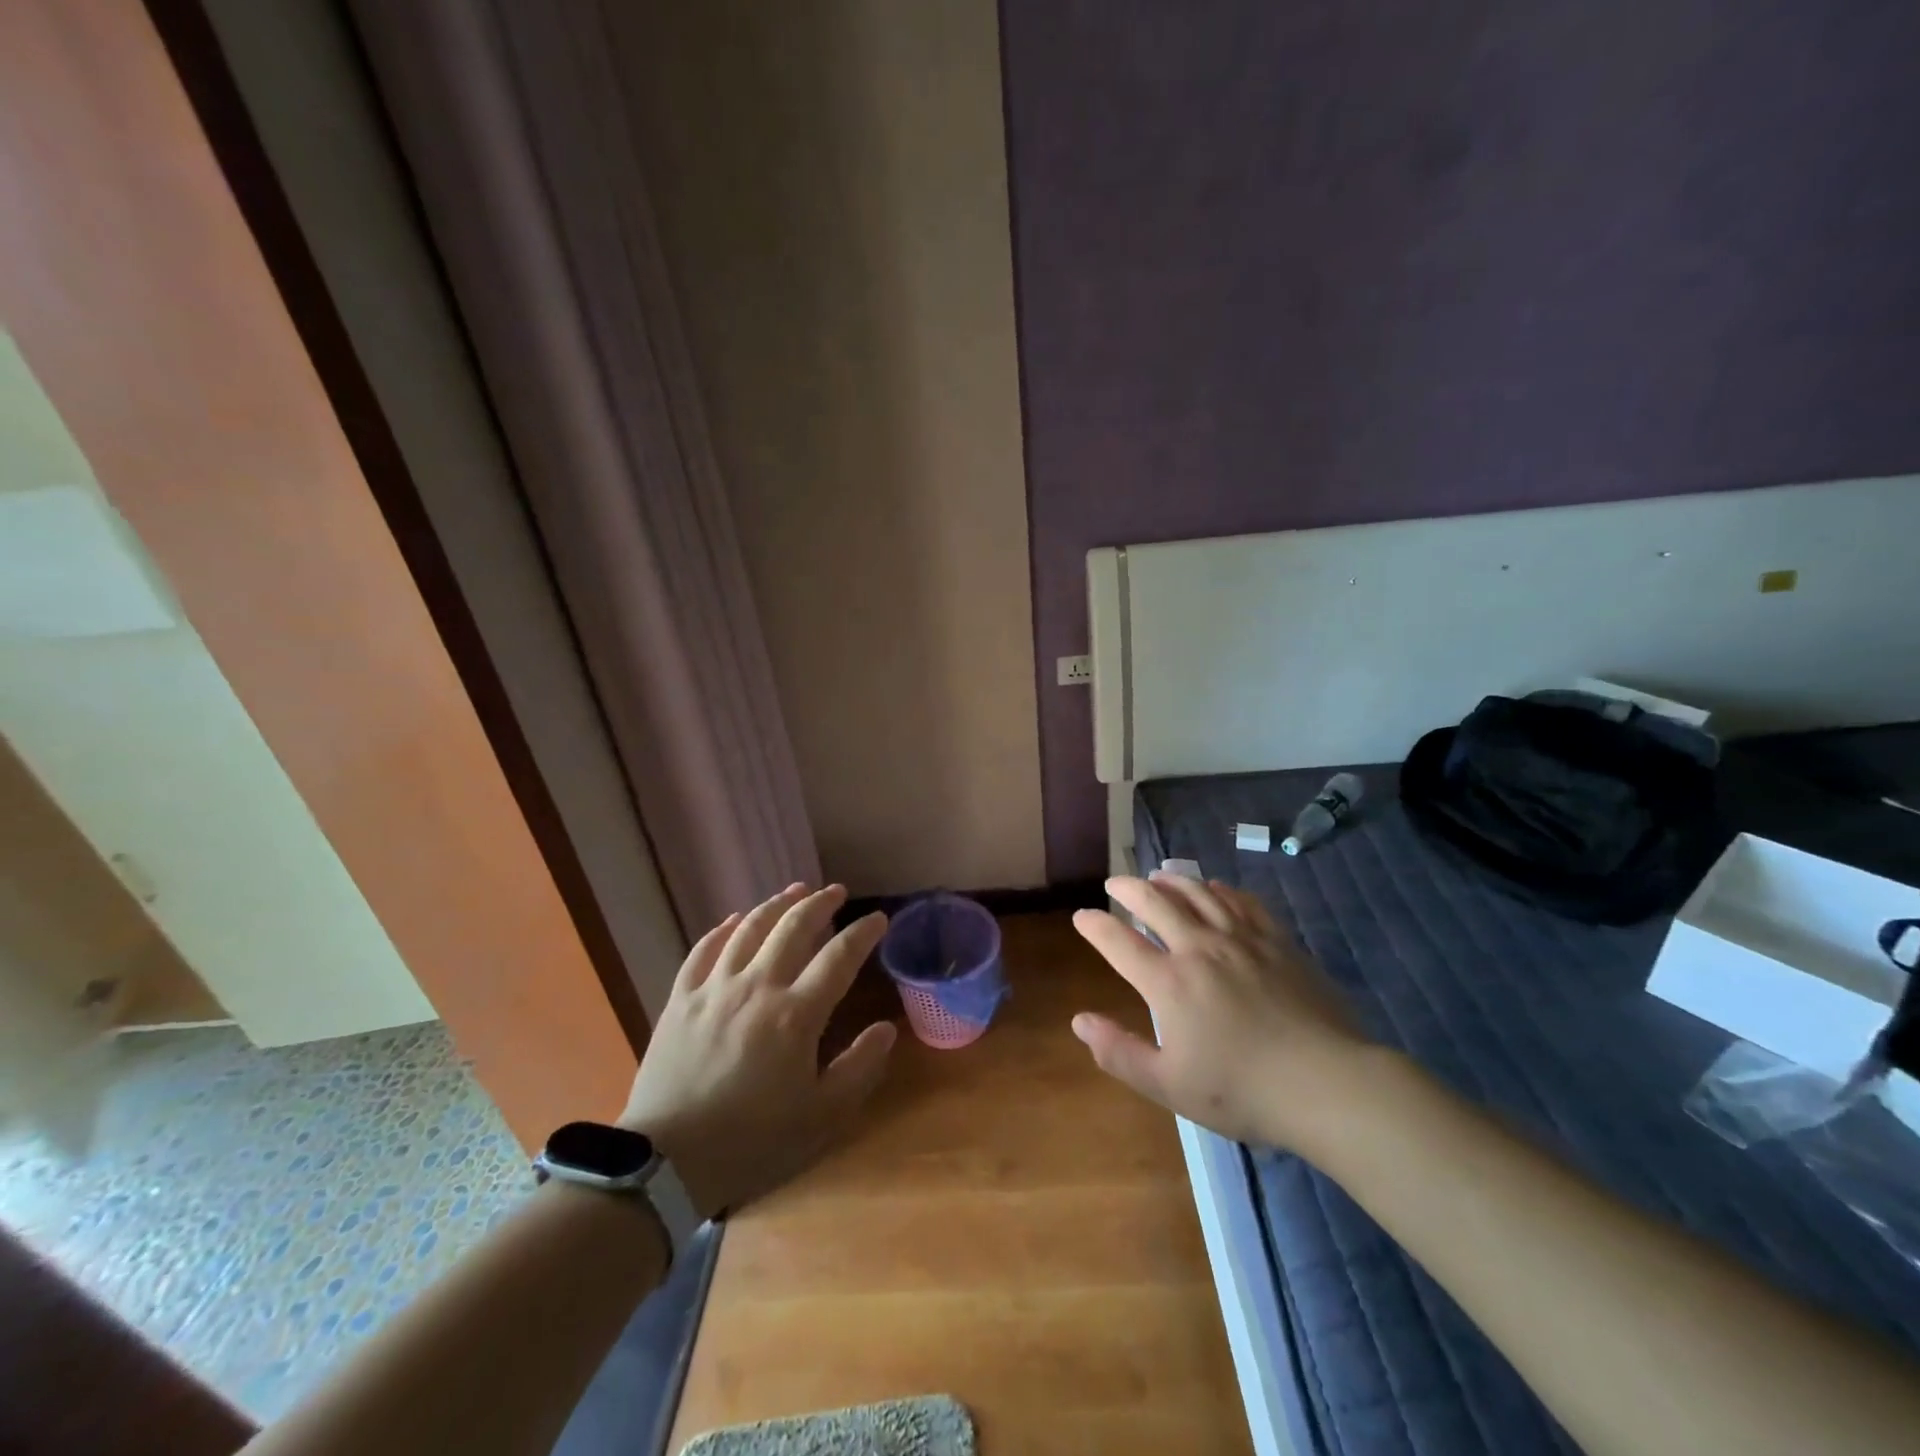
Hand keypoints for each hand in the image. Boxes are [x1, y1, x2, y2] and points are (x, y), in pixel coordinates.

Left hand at [620, 883, 896, 1217]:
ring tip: (794, 891)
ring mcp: (714, 988)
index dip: (863, 933)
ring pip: (749, 928)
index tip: (878, 918)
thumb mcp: (821, 1116)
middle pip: (793, 928)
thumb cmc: (752, 1141)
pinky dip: (723, 929)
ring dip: (776, 905)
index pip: (840, 957)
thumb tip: (886, 1028)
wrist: (666, 1163)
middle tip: (836, 892)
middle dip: (820, 904)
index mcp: (796, 1014)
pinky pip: (704, 950)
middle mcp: (757, 986)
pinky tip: (733, 921)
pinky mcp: (680, 999)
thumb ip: (859, 1068)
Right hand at [1070, 872, 1370, 1151]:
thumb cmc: (1242, 1091)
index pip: (1120, 942)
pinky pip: (1241, 901)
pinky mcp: (1276, 940)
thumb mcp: (1169, 1085)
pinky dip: (1220, 889)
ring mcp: (1241, 939)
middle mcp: (1199, 948)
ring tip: (1158, 876)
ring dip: (1171, 880)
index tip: (1082, 916)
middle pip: (1155, 903)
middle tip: (1114, 883)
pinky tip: (1215, 888)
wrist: (1327, 1084)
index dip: (1095, 926)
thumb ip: (1119, 1052)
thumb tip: (1079, 1021)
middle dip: (1128, 888)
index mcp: (1169, 983)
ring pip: (1198, 893)